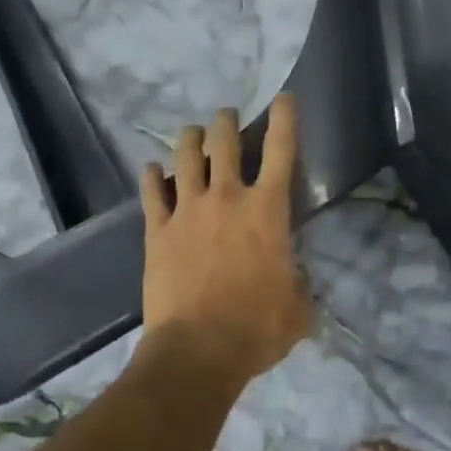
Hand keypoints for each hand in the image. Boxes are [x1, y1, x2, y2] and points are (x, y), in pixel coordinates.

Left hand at [139, 94, 310, 383]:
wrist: (197, 352)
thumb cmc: (256, 328)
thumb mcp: (298, 308)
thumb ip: (298, 283)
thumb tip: (293, 277)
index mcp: (267, 211)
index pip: (281, 151)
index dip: (285, 119)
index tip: (284, 98)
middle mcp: (227, 198)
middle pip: (225, 142)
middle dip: (227, 122)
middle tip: (227, 117)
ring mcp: (188, 210)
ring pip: (186, 156)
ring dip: (190, 139)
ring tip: (192, 133)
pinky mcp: (157, 230)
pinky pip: (152, 192)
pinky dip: (152, 177)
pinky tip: (152, 170)